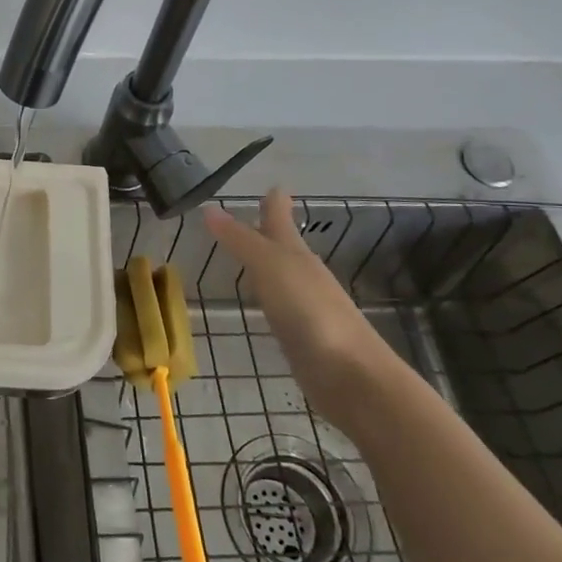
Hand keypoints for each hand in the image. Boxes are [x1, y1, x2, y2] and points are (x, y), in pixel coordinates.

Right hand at [202, 189, 404, 432]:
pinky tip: (263, 305)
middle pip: (285, 245)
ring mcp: (306, 307)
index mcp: (295, 254)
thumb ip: (240, 240)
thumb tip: (209, 208)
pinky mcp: (304, 338)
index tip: (273, 185)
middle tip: (254, 216)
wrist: (352, 376)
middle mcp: (303, 275)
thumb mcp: (270, 267)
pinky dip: (270, 298)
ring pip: (283, 276)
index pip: (280, 219)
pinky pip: (282, 306)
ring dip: (268, 264)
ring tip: (248, 256)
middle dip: (271, 230)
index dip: (275, 202)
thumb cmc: (310, 312)